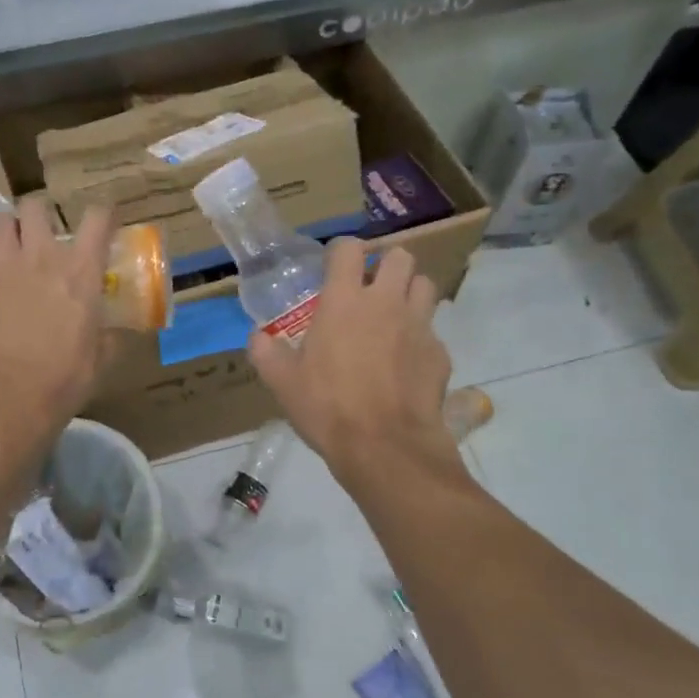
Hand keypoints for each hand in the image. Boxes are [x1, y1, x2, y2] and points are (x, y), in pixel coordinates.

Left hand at [0, 199, 113, 435]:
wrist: (14, 394)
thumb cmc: (65, 379)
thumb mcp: (100, 358)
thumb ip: (107, 337)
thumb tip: (111, 334)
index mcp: (81, 271)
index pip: (96, 219)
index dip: (99, 214)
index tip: (97, 221)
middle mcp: (43, 256)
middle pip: (36, 208)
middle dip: (35, 215)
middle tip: (35, 235)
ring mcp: (2, 265)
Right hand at [248, 239, 460, 490]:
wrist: (386, 448)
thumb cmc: (327, 408)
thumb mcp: (282, 382)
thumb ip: (266, 352)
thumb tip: (258, 337)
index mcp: (344, 301)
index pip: (348, 249)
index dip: (340, 252)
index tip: (332, 268)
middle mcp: (385, 303)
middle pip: (400, 256)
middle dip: (385, 265)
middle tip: (369, 288)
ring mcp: (419, 326)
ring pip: (425, 285)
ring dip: (410, 292)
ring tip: (393, 315)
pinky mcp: (440, 354)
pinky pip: (433, 331)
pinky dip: (420, 337)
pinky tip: (406, 361)